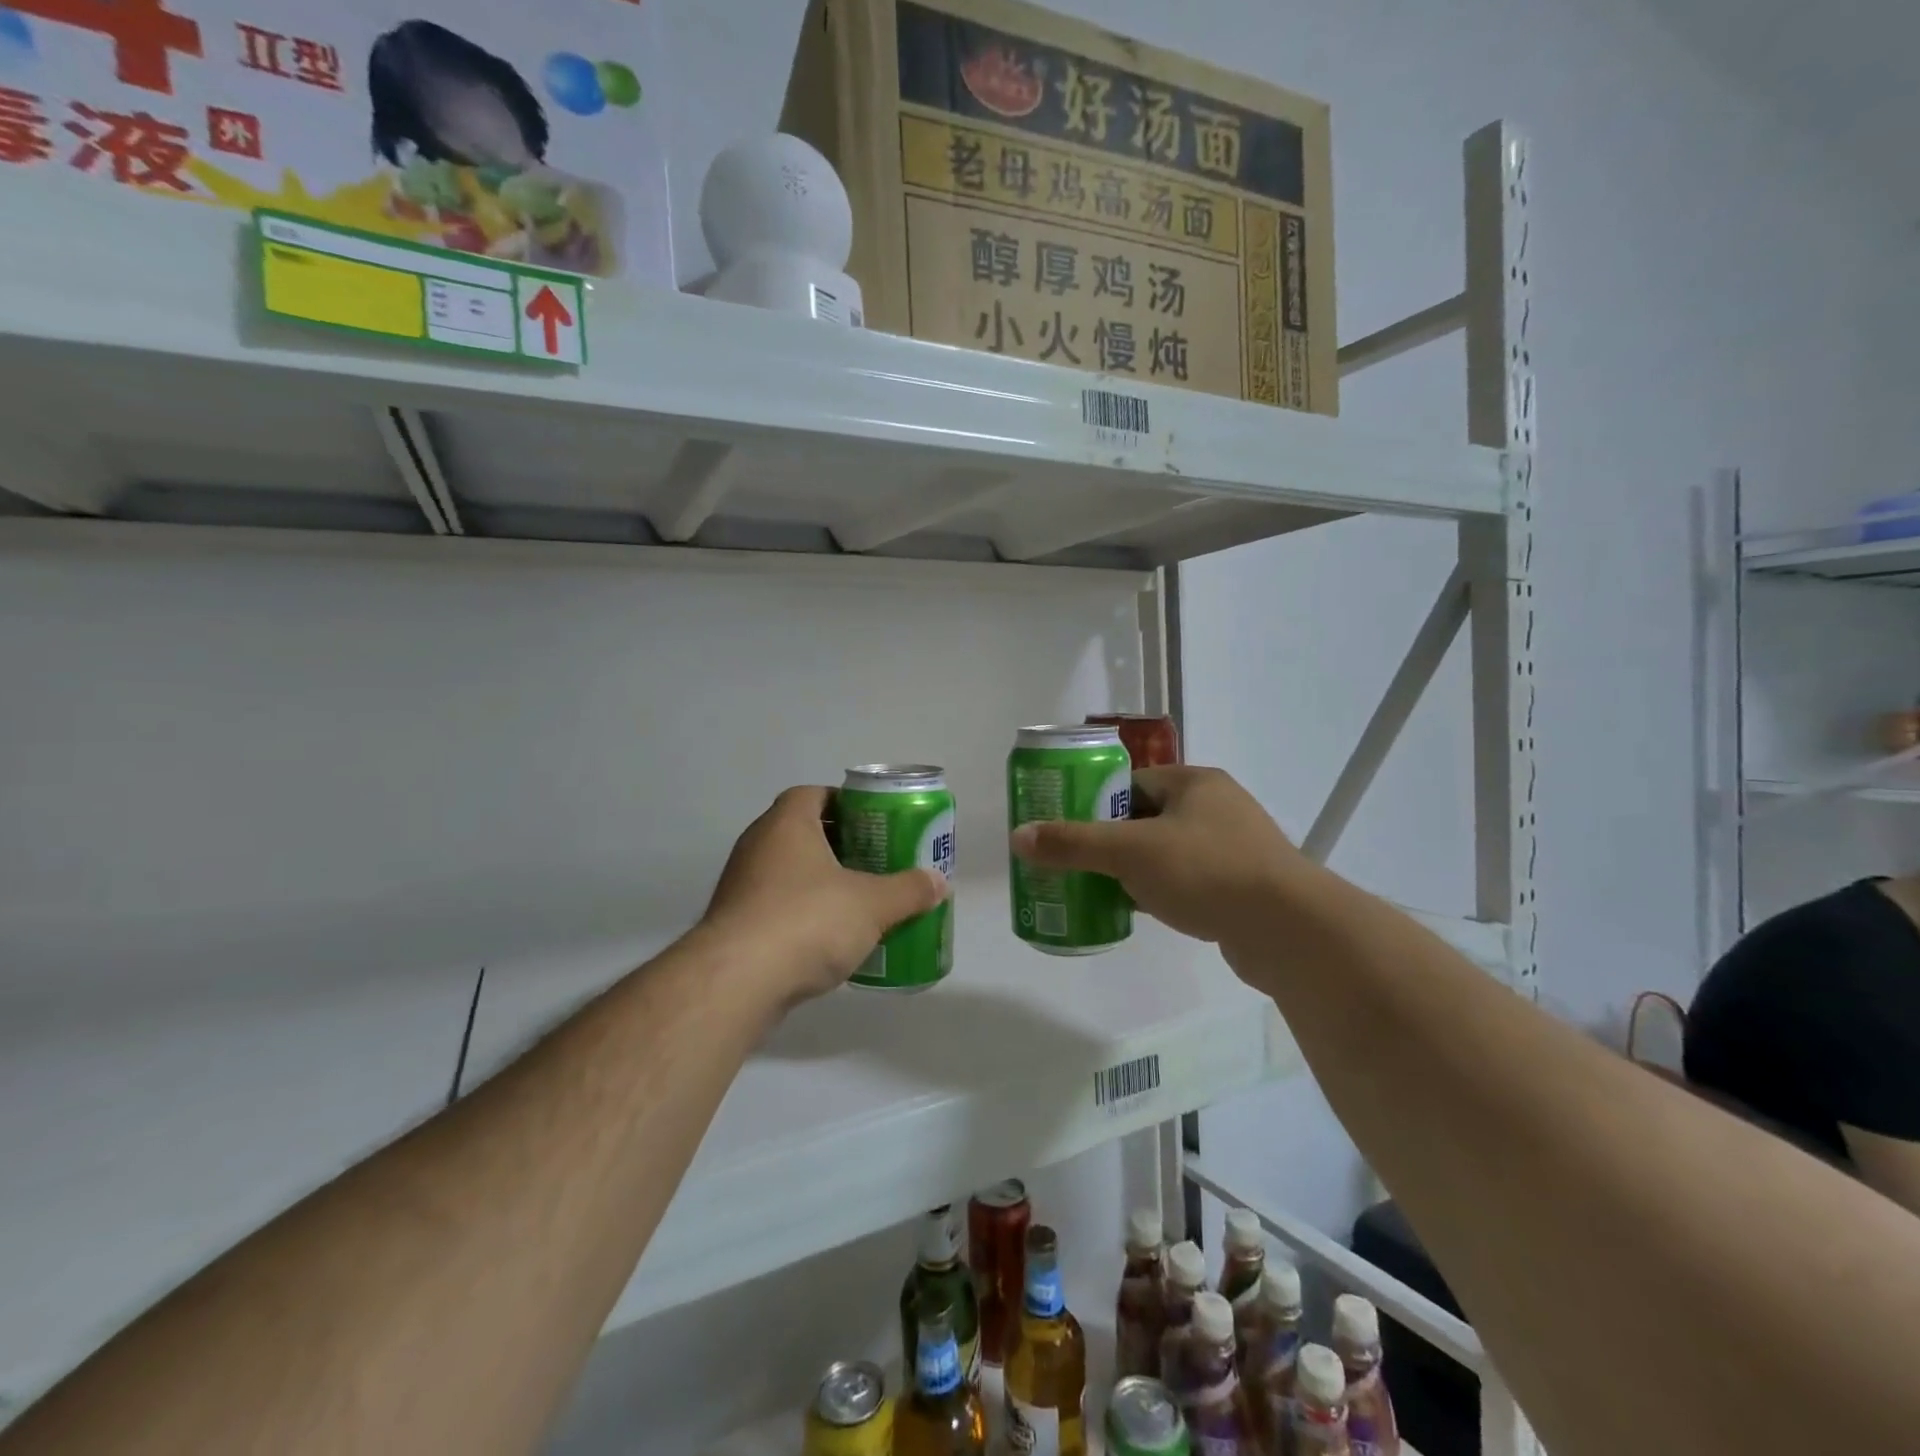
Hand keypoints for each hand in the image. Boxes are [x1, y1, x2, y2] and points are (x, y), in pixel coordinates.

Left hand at [699, 786, 949, 1006]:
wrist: (737, 983)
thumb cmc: (807, 921)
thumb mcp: (872, 904)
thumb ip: (908, 891)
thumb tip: (939, 883)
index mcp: (786, 824)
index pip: (813, 794)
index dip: (844, 803)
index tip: (874, 823)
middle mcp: (757, 846)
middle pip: (803, 833)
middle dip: (840, 846)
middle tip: (876, 862)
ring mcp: (741, 887)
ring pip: (789, 873)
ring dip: (821, 883)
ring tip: (859, 902)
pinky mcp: (734, 925)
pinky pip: (776, 908)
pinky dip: (803, 916)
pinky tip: (830, 939)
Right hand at [1009, 765, 1310, 956]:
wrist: (1289, 930)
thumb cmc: (1206, 871)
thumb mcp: (1130, 852)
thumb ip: (1073, 843)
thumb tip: (1018, 838)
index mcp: (1194, 782)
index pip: (1131, 782)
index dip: (1094, 802)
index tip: (1065, 826)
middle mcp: (1216, 807)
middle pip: (1145, 818)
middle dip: (1108, 841)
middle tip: (1073, 862)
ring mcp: (1233, 848)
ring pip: (1165, 853)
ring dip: (1132, 869)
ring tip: (1095, 887)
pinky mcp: (1240, 887)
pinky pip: (1186, 881)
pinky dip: (1158, 892)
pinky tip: (1134, 910)